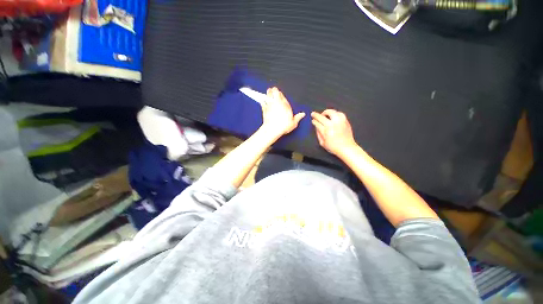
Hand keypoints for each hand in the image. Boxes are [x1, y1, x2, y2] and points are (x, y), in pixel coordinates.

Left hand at [259, 87, 305, 138]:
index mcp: (285, 104)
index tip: (280, 97)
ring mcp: (270, 104)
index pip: (282, 95)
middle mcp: (277, 102)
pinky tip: (262, 101)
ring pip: (268, 94)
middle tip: (273, 91)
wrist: (273, 129)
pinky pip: (262, 101)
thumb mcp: (293, 123)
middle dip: (274, 90)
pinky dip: (262, 101)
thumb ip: (298, 117)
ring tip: (268, 92)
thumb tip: (302, 114)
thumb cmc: (283, 126)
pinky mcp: (264, 108)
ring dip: (268, 93)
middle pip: (275, 91)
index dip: (281, 95)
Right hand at [311, 109, 357, 155]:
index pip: (317, 122)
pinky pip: (339, 113)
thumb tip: (316, 126)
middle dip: (316, 115)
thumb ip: (318, 133)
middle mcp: (333, 124)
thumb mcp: (322, 143)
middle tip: (314, 114)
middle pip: (322, 116)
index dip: (314, 121)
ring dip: (326, 112)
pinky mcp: (345, 121)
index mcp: (326, 130)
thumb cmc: (334, 147)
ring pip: (331, 112)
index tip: (313, 120)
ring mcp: (340, 121)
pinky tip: (333, 116)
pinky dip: (335, 113)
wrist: (346, 148)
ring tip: (324, 114)